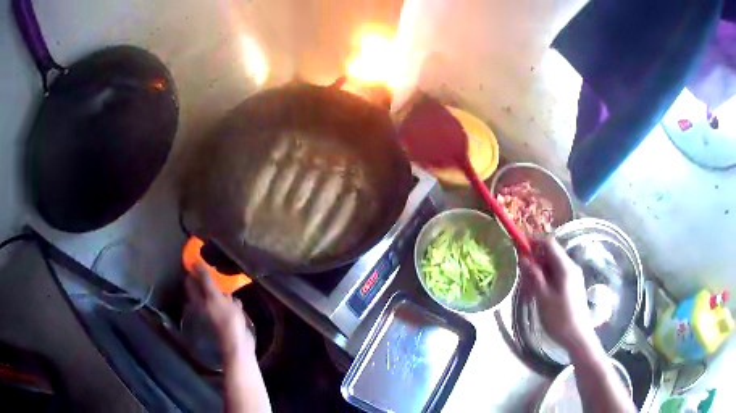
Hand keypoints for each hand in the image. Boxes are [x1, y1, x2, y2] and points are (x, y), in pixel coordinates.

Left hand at [185, 265, 255, 355]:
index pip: (191, 282)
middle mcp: (204, 305)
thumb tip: (195, 263)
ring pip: (216, 296)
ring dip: (222, 290)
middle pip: (203, 288)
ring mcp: (216, 312)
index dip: (194, 271)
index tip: (201, 259)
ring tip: (228, 280)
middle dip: (210, 279)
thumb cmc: (226, 319)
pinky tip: (237, 299)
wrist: (238, 343)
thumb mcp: (215, 297)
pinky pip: (228, 305)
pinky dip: (231, 301)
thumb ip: (205, 281)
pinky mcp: (228, 318)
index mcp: (198, 300)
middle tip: (217, 267)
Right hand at [520, 237, 597, 353]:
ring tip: (528, 290)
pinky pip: (555, 276)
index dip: (533, 242)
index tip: (518, 248)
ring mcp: (572, 277)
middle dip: (534, 261)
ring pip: (551, 266)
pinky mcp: (571, 286)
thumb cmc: (559, 318)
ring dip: (538, 273)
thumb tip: (523, 257)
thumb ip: (534, 275)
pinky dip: (544, 280)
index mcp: (565, 267)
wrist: (577, 336)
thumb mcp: (543, 297)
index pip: (549, 243)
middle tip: (521, 276)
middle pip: (550, 255)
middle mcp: (570, 267)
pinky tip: (537, 295)